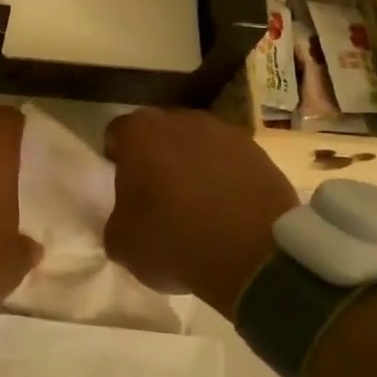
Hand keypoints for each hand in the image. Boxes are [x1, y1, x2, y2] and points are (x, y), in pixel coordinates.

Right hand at [104, 107, 300, 316]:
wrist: (253, 256)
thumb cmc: (173, 240)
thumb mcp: (121, 242)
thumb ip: (116, 220)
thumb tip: (126, 220)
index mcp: (140, 132)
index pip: (117, 133)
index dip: (116, 159)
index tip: (123, 187)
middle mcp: (182, 120)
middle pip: (160, 134)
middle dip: (156, 157)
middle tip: (157, 195)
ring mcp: (226, 133)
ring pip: (198, 145)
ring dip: (193, 166)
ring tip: (197, 205)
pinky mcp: (260, 154)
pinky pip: (231, 162)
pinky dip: (226, 179)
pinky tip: (227, 212)